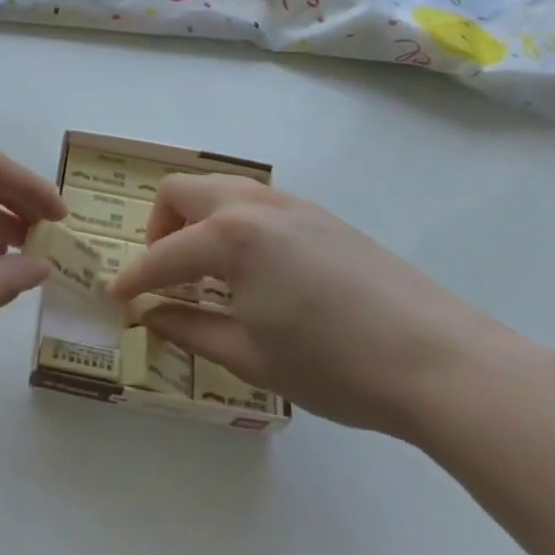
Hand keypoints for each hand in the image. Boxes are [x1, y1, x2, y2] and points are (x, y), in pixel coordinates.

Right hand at [108, 175, 516, 437]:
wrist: (439, 359)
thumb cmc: (334, 365)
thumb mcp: (250, 356)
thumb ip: (189, 329)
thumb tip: (149, 315)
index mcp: (229, 236)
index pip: (161, 254)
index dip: (132, 279)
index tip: (115, 300)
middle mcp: (252, 203)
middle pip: (181, 191)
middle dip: (158, 228)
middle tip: (164, 276)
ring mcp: (290, 203)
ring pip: (219, 189)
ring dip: (196, 220)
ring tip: (207, 274)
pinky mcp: (319, 214)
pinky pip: (254, 202)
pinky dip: (231, 223)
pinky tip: (253, 271)